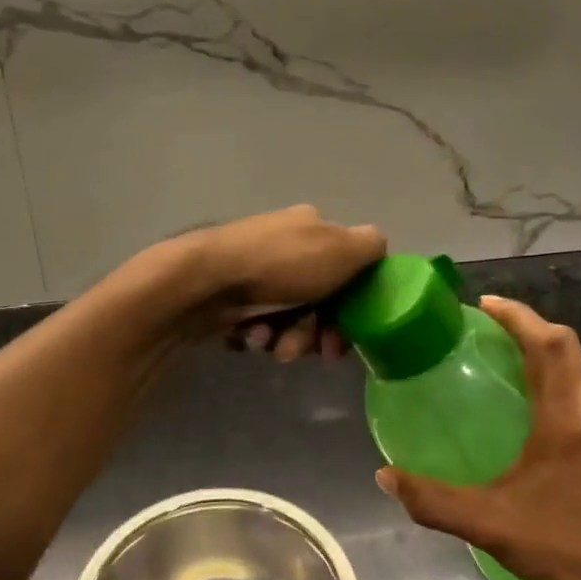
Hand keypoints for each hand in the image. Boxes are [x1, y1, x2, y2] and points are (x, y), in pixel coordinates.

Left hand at [174, 205, 385, 361]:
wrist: (205, 281)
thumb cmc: (281, 265)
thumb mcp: (342, 248)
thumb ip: (371, 247)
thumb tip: (375, 251)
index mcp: (312, 228)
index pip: (347, 269)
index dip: (354, 306)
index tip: (347, 336)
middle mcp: (285, 245)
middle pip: (320, 300)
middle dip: (318, 331)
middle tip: (313, 351)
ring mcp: (255, 271)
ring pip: (290, 317)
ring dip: (289, 338)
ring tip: (273, 345)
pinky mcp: (230, 297)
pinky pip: (259, 324)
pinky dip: (260, 335)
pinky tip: (250, 336)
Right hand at [377, 295, 580, 579]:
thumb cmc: (555, 543)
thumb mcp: (485, 523)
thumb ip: (431, 500)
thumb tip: (384, 476)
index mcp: (566, 419)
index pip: (550, 345)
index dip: (519, 317)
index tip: (485, 304)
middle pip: (566, 346)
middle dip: (528, 325)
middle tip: (487, 324)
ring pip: (576, 366)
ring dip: (542, 348)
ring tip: (501, 353)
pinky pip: (579, 388)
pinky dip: (552, 374)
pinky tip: (526, 398)